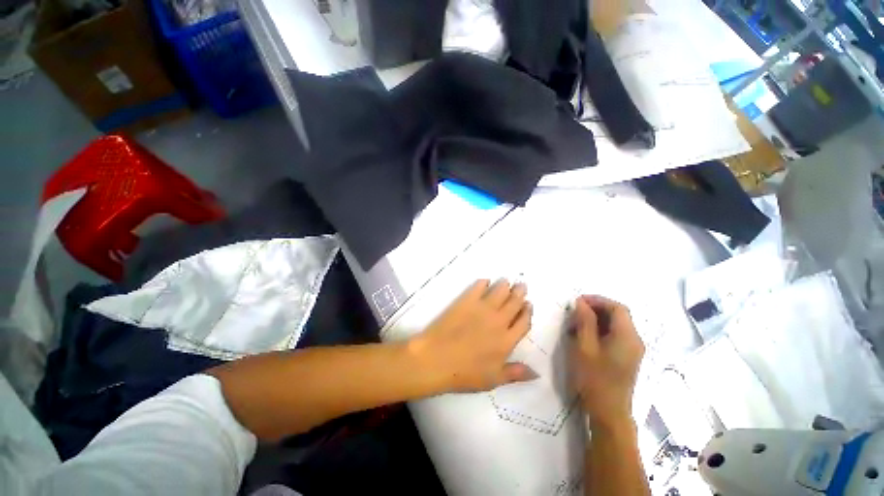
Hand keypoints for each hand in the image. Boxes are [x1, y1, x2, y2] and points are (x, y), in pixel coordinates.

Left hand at [408, 279, 535, 392]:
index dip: (528, 311)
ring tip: (506, 281)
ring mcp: (482, 308)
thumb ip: (515, 373)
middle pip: (514, 302)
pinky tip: (485, 282)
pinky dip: (484, 283)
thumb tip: (537, 372)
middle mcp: (498, 321)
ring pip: (500, 291)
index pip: (524, 322)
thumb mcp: (493, 380)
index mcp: (507, 341)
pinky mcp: (466, 301)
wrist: (436, 359)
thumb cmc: (464, 373)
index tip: (529, 304)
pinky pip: (479, 287)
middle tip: (521, 285)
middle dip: (520, 293)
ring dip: (505, 285)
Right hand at [569, 295, 644, 428]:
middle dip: (596, 309)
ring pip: (616, 324)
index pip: (617, 307)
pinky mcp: (627, 357)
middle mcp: (635, 340)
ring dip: (596, 319)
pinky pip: (615, 335)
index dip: (597, 300)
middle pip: (618, 315)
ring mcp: (632, 350)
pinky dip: (600, 330)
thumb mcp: (584, 347)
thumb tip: (581, 302)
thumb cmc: (594, 378)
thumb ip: (584, 321)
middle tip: (574, 312)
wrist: (608, 412)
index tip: (577, 301)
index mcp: (627, 336)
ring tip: (575, 325)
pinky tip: (584, 336)